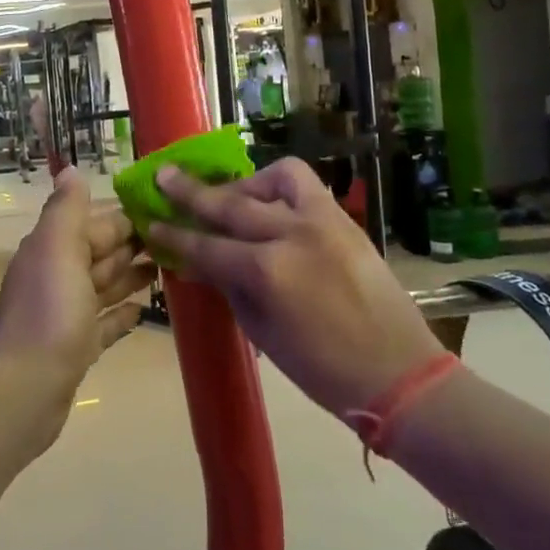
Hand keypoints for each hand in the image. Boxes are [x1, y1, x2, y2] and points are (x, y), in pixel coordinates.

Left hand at [0, 166, 154, 443]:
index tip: (163, 210)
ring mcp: (66, 314)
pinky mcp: (76, 348)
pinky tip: (143, 310)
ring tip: (167, 267)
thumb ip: (67, 209)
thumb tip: (70, 169)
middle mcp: (56, 276)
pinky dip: (121, 314)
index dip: (126, 216)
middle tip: (176, 237)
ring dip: (131, 275)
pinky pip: (103, 324)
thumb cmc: (50, 311)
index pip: (94, 223)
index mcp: (52, 249)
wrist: (27, 388)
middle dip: (132, 243)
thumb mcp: (58, 248)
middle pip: (100, 252)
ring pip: (103, 286)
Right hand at [150, 158, 441, 417]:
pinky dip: (281, 187)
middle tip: (165, 176)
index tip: (151, 222)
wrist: (399, 373)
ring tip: (232, 197)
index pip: (206, 247)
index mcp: (267, 273)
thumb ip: (230, 287)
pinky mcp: (344, 219)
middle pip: (230, 204)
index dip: (174, 236)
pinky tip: (271, 203)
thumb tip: (202, 261)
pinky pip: (306, 186)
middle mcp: (291, 235)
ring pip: (274, 179)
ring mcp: (323, 221)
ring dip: (246, 184)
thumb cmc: (322, 369)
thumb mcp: (262, 332)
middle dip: (191, 192)